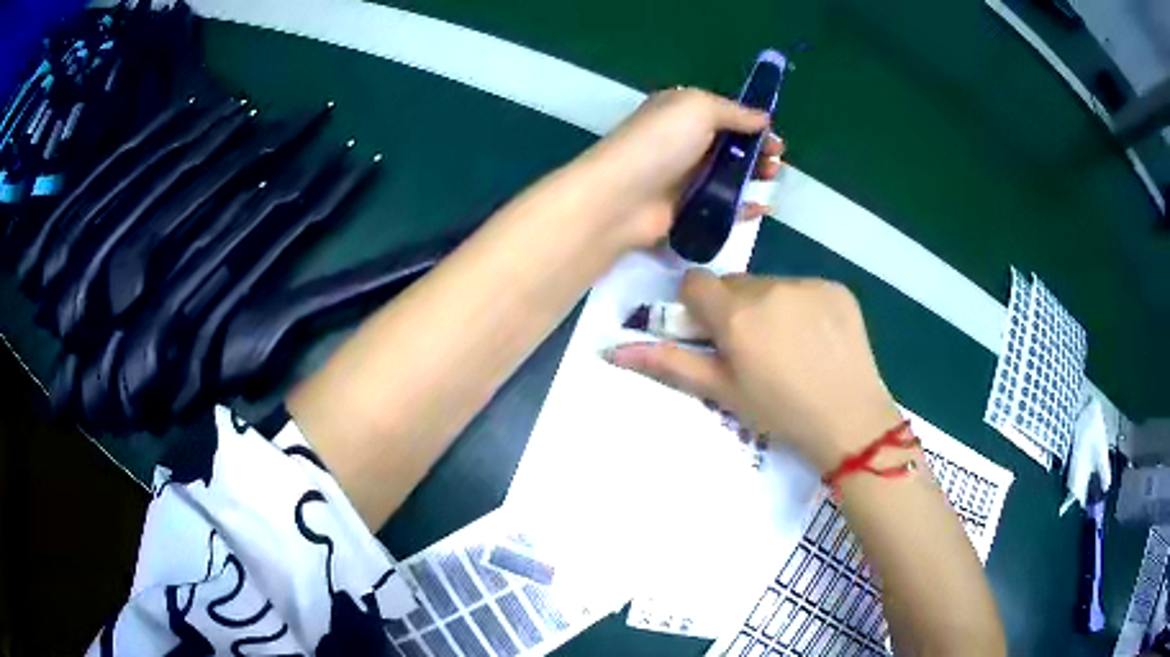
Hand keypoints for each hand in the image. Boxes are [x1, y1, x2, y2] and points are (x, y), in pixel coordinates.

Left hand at [573, 88, 783, 249]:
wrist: (621, 197)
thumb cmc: (660, 142)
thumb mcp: (698, 108)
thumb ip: (734, 112)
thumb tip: (763, 117)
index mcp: (681, 112)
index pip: (724, 114)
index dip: (751, 124)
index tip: (774, 136)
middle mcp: (682, 142)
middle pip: (730, 146)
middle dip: (758, 152)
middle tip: (775, 162)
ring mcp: (683, 177)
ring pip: (729, 176)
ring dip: (755, 177)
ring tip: (772, 180)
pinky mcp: (685, 209)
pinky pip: (722, 206)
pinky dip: (743, 207)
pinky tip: (761, 209)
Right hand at [607, 272, 901, 471]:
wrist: (849, 420)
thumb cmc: (780, 412)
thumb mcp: (721, 392)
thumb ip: (669, 364)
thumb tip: (612, 349)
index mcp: (736, 315)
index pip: (696, 283)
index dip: (697, 307)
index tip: (711, 333)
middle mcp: (769, 288)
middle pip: (735, 285)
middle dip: (734, 309)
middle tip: (753, 348)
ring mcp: (807, 284)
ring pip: (771, 285)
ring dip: (770, 307)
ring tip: (789, 347)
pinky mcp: (836, 288)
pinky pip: (806, 288)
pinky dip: (804, 307)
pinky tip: (817, 339)